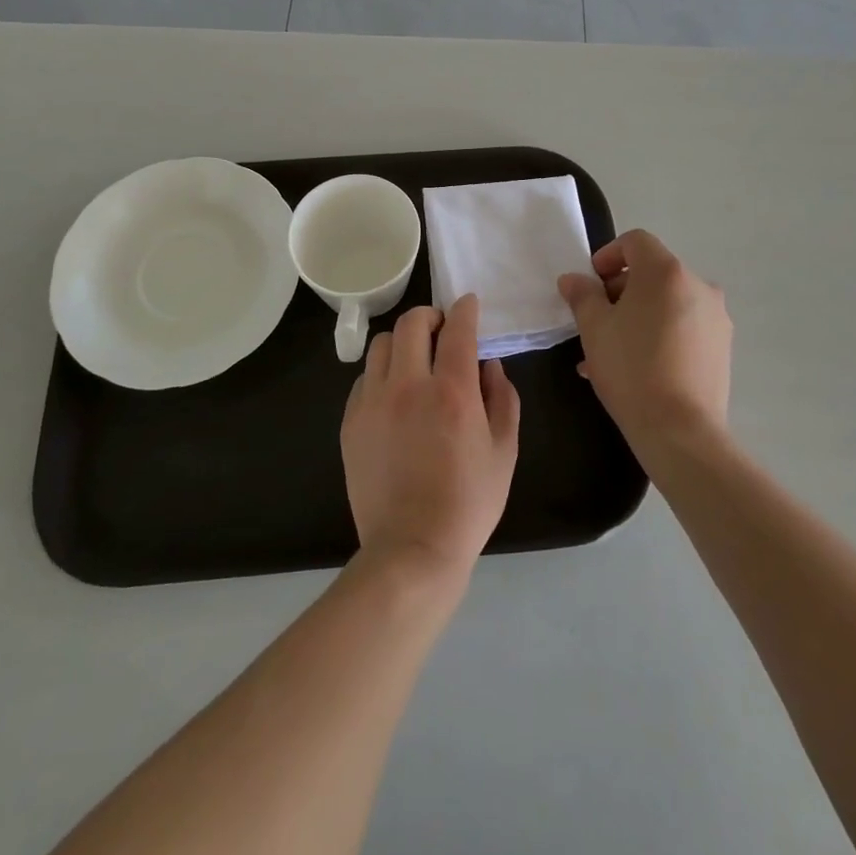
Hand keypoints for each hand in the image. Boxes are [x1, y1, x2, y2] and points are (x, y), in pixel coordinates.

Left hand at [340, 294, 520, 579]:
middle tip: (441, 329)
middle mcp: (409, 386)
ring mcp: (373, 402)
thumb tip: (490, 364)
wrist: (411, 549)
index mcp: (452, 392)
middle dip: (430, 316)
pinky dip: (382, 373)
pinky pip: (364, 377)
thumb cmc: (467, 503)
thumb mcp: (504, 452)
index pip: (458, 329)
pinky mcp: (351, 421)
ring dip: (402, 342)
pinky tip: (394, 395)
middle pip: (411, 323)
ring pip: (382, 344)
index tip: (469, 305)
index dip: (465, 309)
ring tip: (414, 360)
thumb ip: (502, 398)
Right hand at [557, 230, 730, 453]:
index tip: (590, 284)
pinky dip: (658, 335)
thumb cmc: (631, 369)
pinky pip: (683, 328)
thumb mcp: (594, 329)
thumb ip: (582, 296)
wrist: (681, 431)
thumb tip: (573, 280)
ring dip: (637, 316)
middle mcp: (698, 286)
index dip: (608, 255)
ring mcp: (715, 318)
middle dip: (620, 291)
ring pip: (667, 303)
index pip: (635, 242)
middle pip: (653, 273)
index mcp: (667, 272)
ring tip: (609, 352)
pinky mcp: (722, 347)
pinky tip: (635, 368)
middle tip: (596, 320)